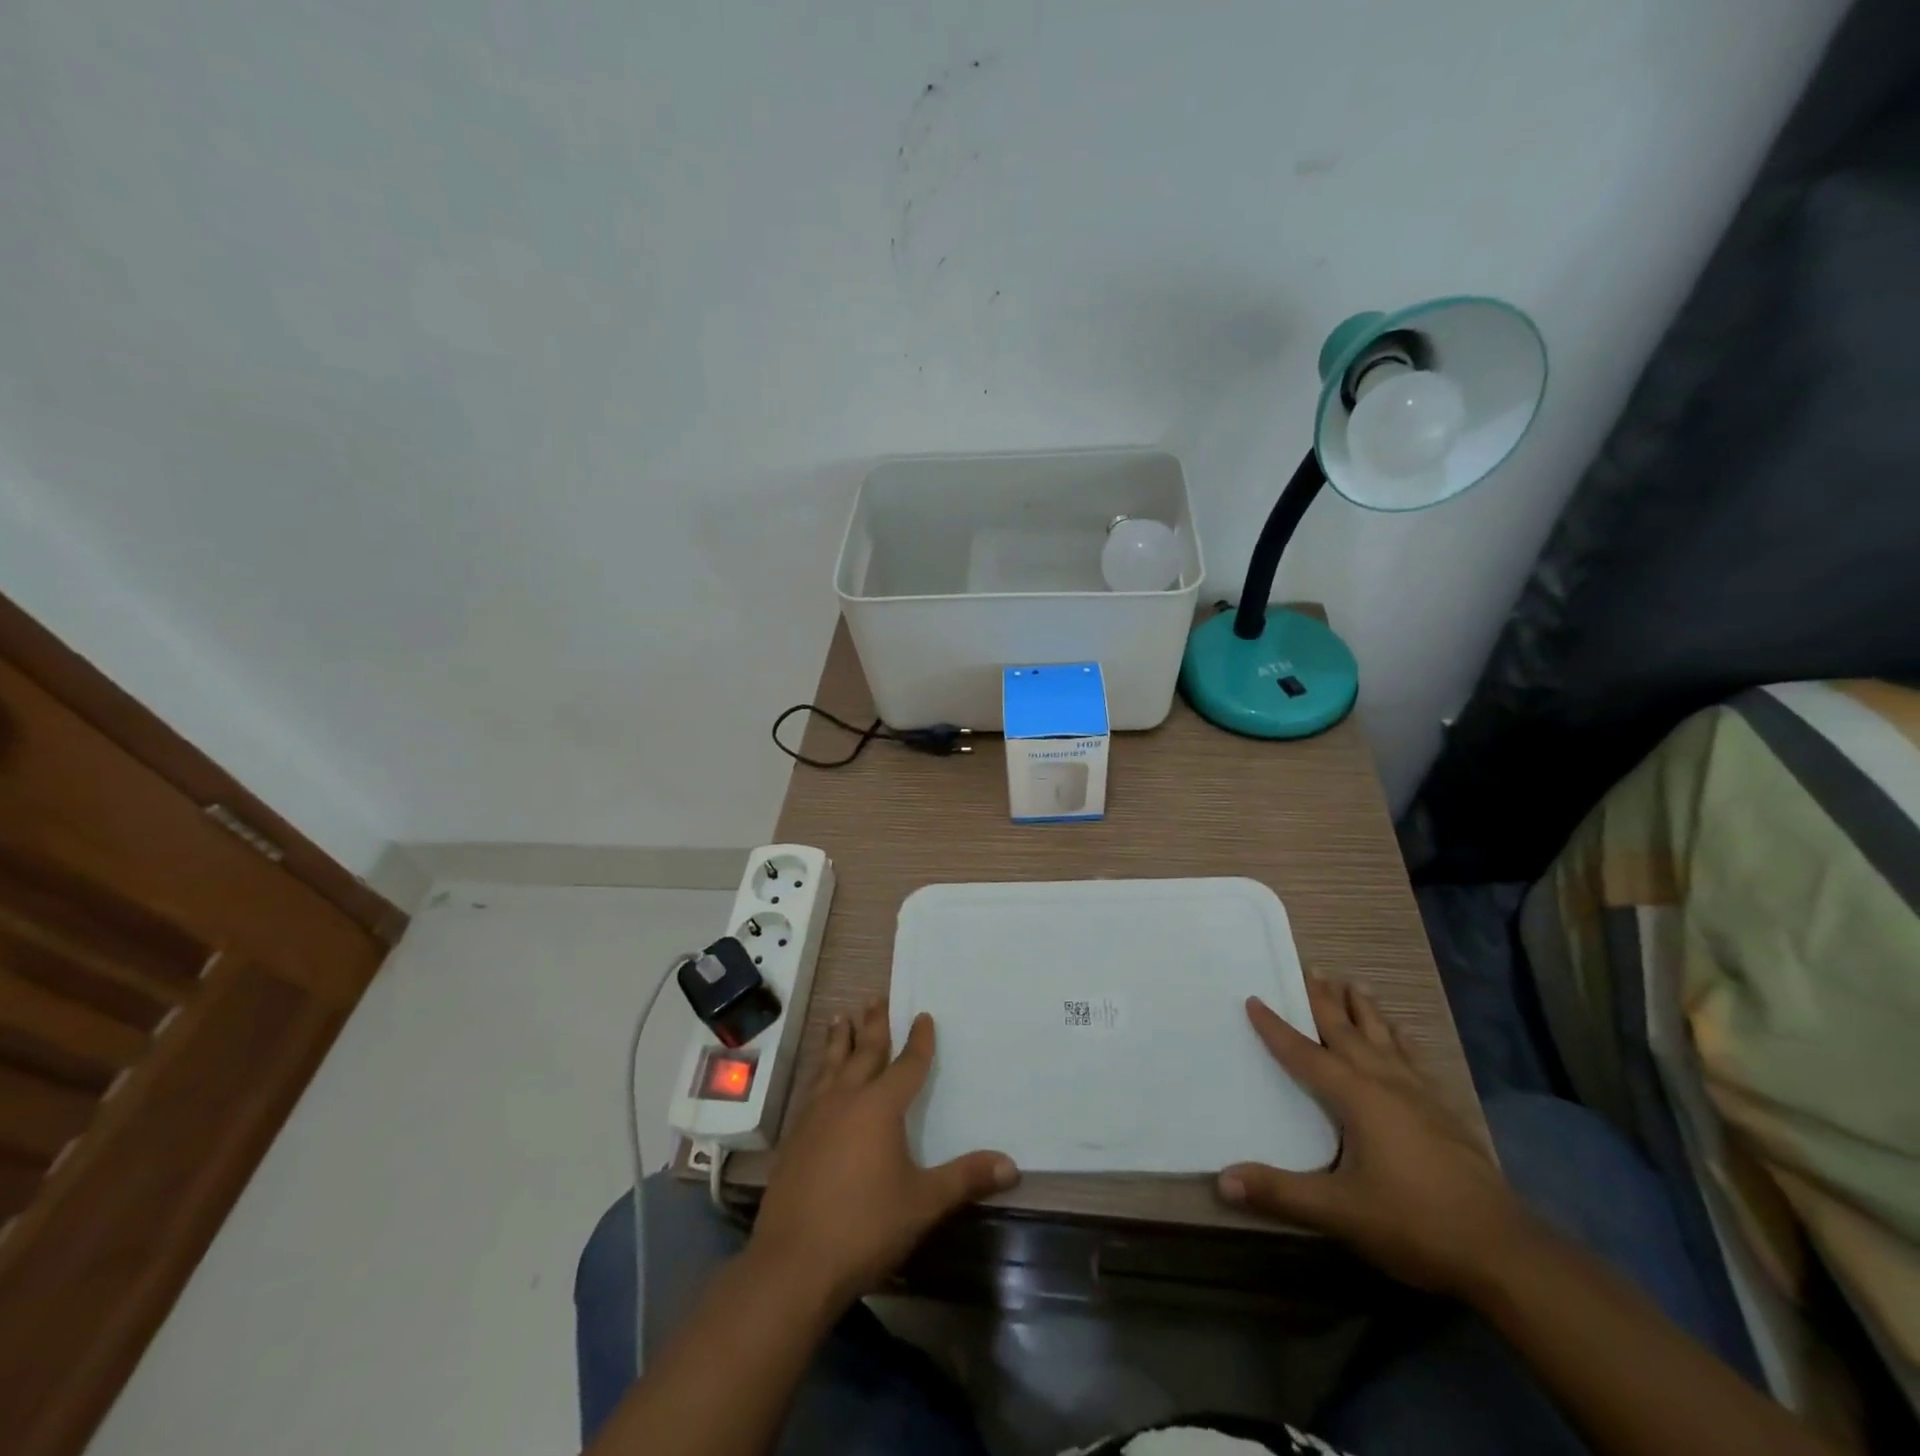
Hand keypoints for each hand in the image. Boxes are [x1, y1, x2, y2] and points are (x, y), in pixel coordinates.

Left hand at [748, 1001, 1018, 1305]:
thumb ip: (964, 1179)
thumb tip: (1011, 1165)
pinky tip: (818, 1078)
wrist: (793, 1263)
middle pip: (863, 1053)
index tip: (923, 1016)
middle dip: (873, 1026)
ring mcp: (814, 1117)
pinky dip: (819, 1071)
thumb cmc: (865, 1227)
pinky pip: (811, 1089)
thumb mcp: (923, 1203)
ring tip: (840, 1017)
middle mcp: (846, 1100)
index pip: (906, 1065)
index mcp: (880, 1108)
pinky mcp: (794, 1138)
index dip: (919, 1041)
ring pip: (830, 1065)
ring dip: (838, 1040)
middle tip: (875, 999)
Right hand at [1218, 976, 1536, 1297]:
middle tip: (1311, 968)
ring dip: (1366, 1010)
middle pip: (1348, 1032)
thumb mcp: (1340, 1212)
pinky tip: (1403, 1035)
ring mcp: (1421, 1097)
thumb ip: (1280, 1193)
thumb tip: (1222, 1180)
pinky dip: (1401, 1039)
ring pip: (1385, 1039)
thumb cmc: (1415, 1224)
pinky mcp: (1445, 1114)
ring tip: (1355, 984)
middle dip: (1326, 1001)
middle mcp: (1386, 1084)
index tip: (1254, 998)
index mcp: (1357, 1097)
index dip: (1276, 1028)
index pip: (1305, 1053)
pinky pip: (1414, 1060)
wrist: (1505, 1254)